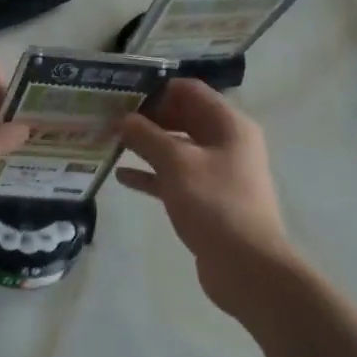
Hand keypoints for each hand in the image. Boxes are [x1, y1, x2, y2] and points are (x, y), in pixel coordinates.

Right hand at [116, 80, 293, 313]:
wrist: (247, 266)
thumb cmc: (215, 204)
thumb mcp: (176, 163)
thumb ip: (146, 136)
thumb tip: (123, 119)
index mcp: (229, 125)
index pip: (190, 91)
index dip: (156, 89)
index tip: (122, 95)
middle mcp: (226, 143)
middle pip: (183, 118)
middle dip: (147, 118)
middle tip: (109, 118)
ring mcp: (217, 173)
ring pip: (177, 149)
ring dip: (146, 145)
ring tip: (110, 143)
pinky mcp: (206, 199)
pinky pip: (175, 177)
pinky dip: (151, 174)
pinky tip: (122, 176)